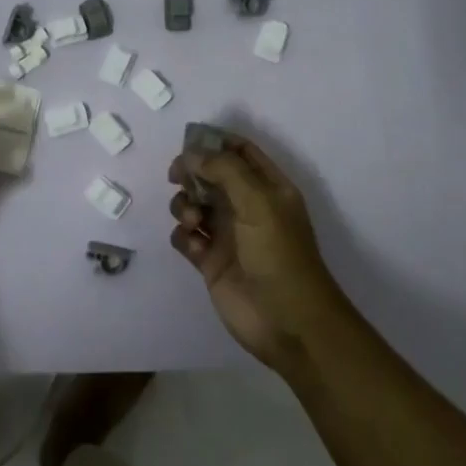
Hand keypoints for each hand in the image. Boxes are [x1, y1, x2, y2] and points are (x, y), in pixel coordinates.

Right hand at [168, 135, 347, 371]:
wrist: (288, 322)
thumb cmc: (279, 254)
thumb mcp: (258, 202)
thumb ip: (224, 170)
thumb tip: (191, 154)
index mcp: (268, 187)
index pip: (240, 151)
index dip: (214, 142)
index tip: (188, 143)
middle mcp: (247, 206)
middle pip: (211, 175)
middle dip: (192, 172)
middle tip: (177, 177)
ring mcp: (228, 235)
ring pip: (195, 204)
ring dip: (185, 205)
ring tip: (193, 221)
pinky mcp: (211, 262)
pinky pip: (186, 237)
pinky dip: (183, 235)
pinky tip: (193, 244)